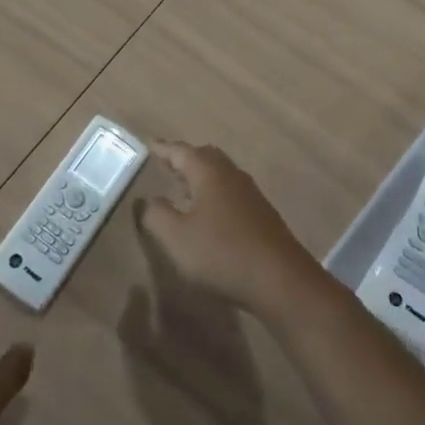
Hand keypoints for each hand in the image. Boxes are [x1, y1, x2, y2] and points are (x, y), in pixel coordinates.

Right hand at [138, 141, 321, 318]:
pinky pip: (231, 192)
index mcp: (208, 172)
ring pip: (220, 174)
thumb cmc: (221, 253)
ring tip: (183, 188)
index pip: (180, 151)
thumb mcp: (176, 237)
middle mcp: (231, 174)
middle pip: (204, 156)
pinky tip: (209, 214)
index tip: (148, 144)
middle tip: (166, 164)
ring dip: (200, 176)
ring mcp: (250, 193)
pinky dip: (214, 193)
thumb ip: (156, 215)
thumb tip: (145, 199)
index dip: (162, 148)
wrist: (280, 279)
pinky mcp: (261, 214)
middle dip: (184, 158)